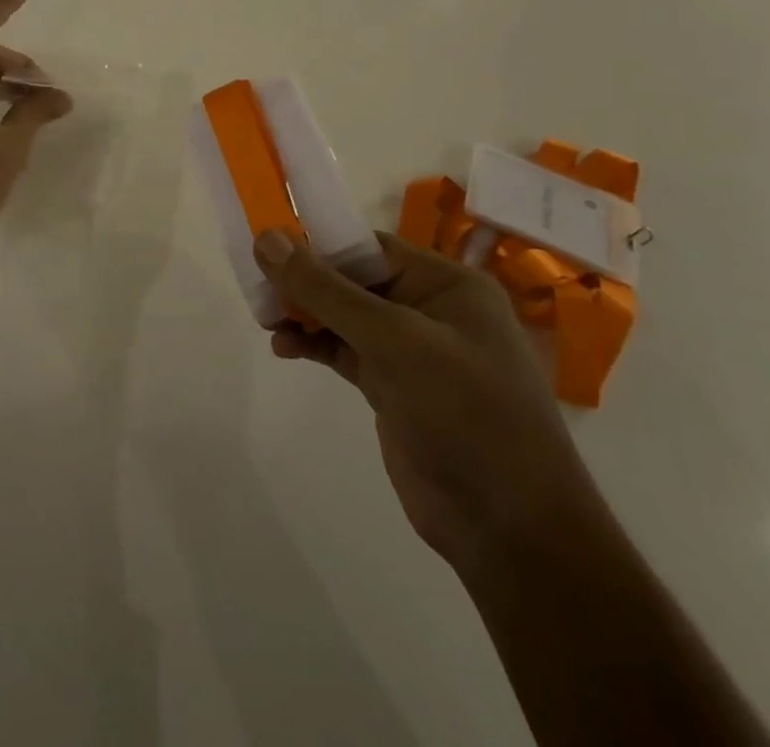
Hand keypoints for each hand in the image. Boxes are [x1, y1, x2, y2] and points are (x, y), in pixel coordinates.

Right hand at [255, 229, 610, 573]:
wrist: (511, 531)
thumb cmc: (465, 413)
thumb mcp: (393, 342)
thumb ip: (326, 290)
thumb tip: (266, 238)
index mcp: (447, 285)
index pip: (370, 246)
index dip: (318, 242)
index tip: (267, 245)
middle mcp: (430, 310)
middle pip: (352, 279)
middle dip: (305, 281)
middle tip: (257, 287)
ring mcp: (412, 352)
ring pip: (344, 316)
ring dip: (304, 313)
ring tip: (265, 319)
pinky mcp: (394, 389)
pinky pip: (344, 351)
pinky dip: (314, 344)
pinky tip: (284, 347)